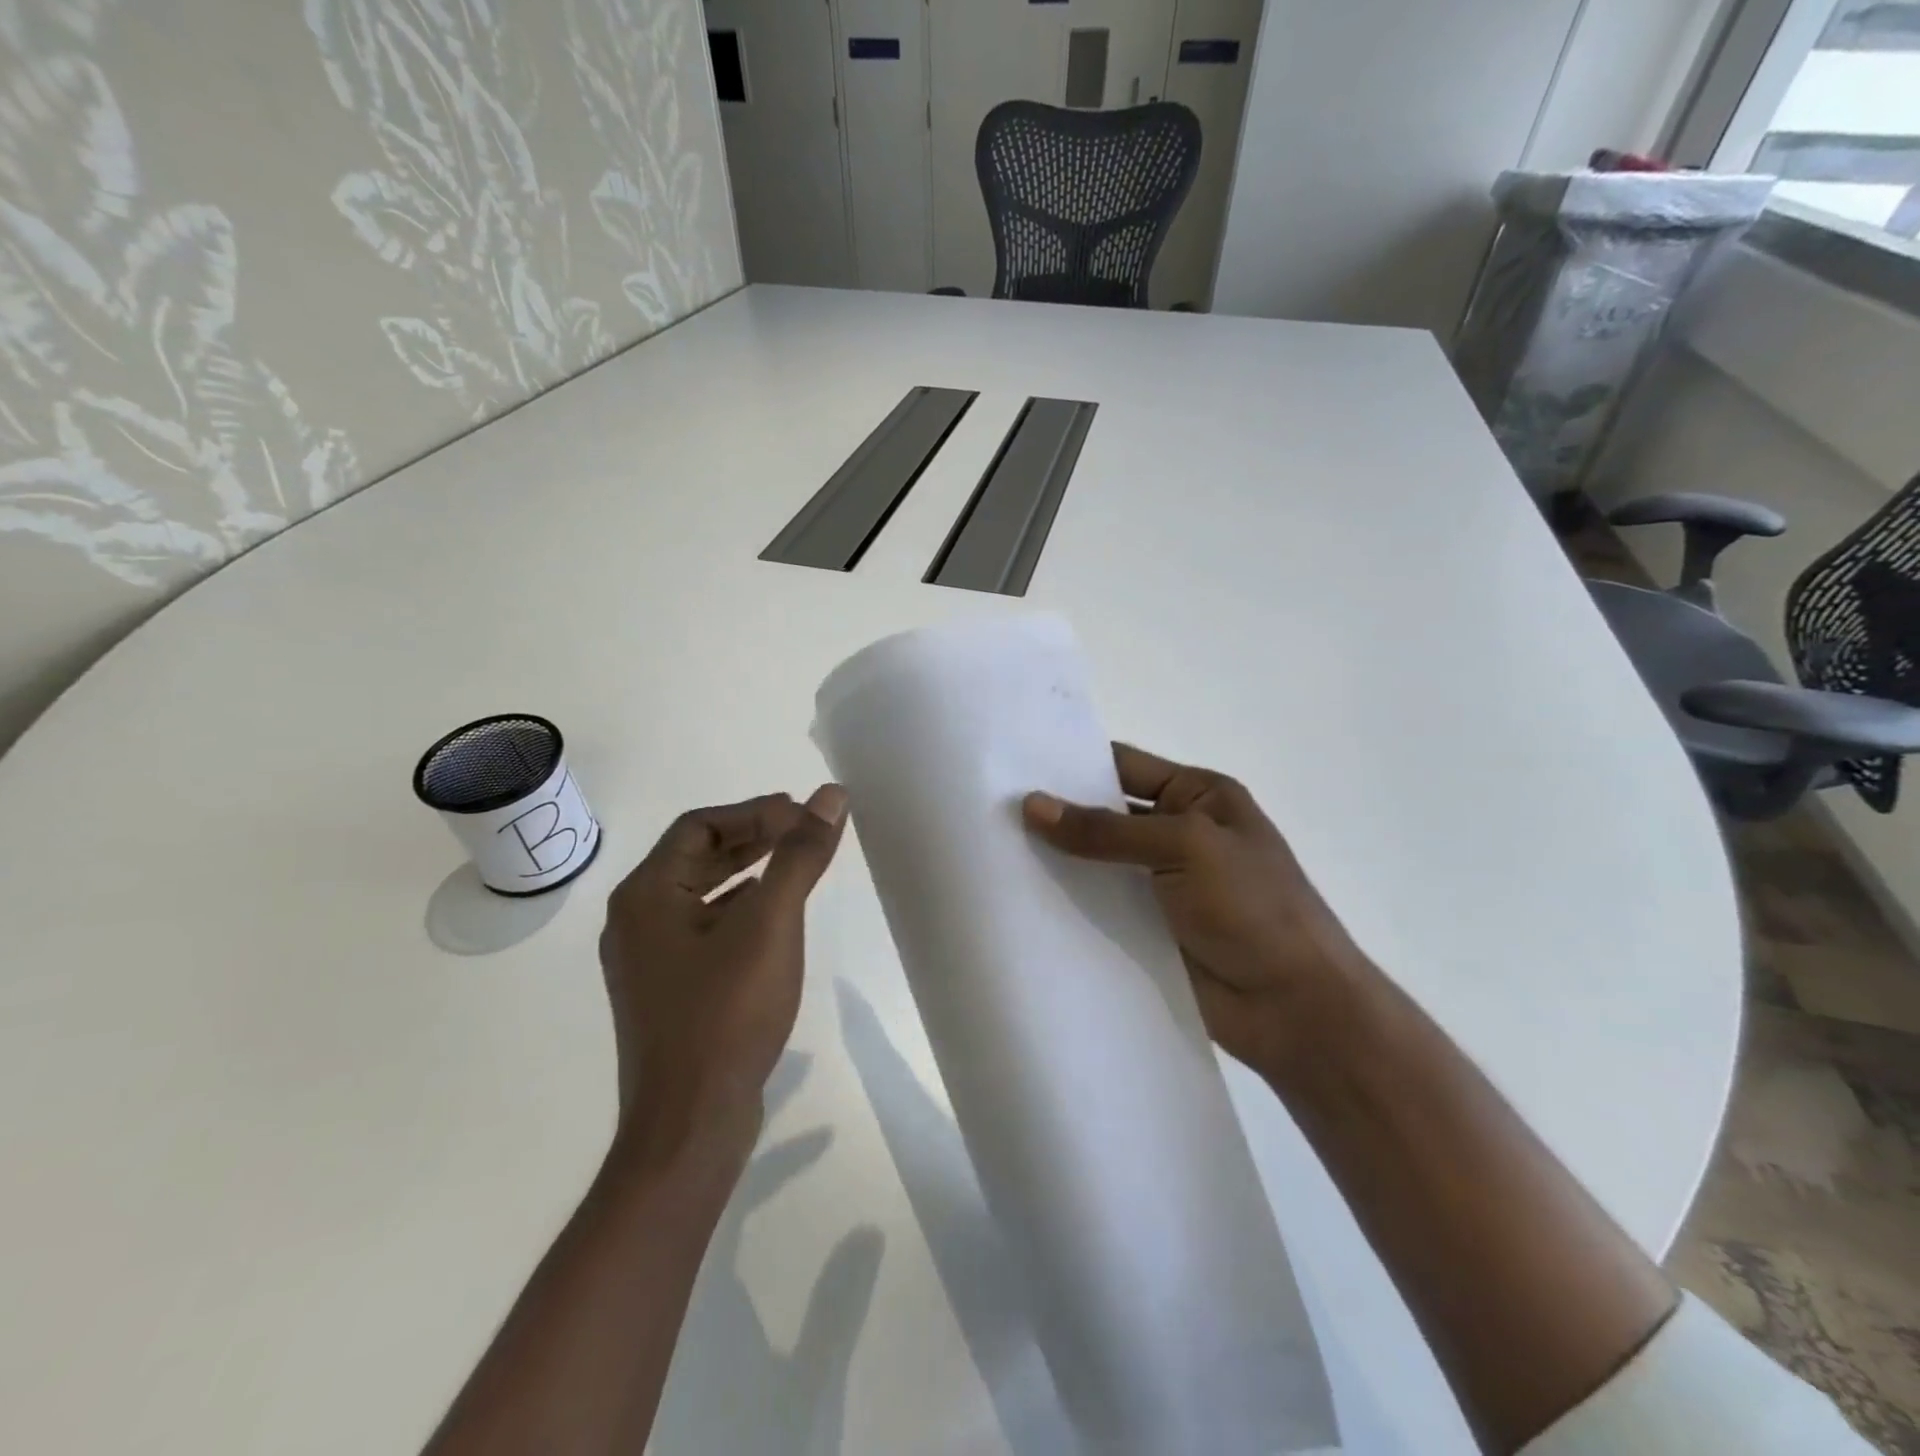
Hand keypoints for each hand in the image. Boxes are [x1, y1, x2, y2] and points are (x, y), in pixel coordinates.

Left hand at [599, 786, 848, 1164]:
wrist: (690, 1125)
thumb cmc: (726, 1012)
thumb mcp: (771, 923)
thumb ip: (799, 855)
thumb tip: (830, 795)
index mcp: (646, 895)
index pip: (700, 825)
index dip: (755, 812)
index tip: (804, 815)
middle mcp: (637, 920)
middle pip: (698, 855)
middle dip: (754, 838)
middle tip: (806, 831)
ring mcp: (650, 959)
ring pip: (703, 893)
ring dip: (749, 871)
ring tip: (797, 866)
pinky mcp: (669, 990)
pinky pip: (705, 928)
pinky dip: (741, 909)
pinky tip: (775, 919)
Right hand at [1023, 744, 1374, 1082]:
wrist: (1293, 1007)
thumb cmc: (1252, 906)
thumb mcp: (1184, 847)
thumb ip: (1106, 830)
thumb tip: (1032, 805)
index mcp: (1198, 796)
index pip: (1125, 765)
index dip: (1074, 762)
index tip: (1014, 762)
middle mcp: (1178, 833)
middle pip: (1106, 814)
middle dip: (1057, 812)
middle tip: (991, 808)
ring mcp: (1161, 884)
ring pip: (1097, 862)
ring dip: (1057, 860)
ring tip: (994, 851)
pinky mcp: (1147, 928)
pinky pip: (1100, 905)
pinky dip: (1069, 901)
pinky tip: (1022, 898)